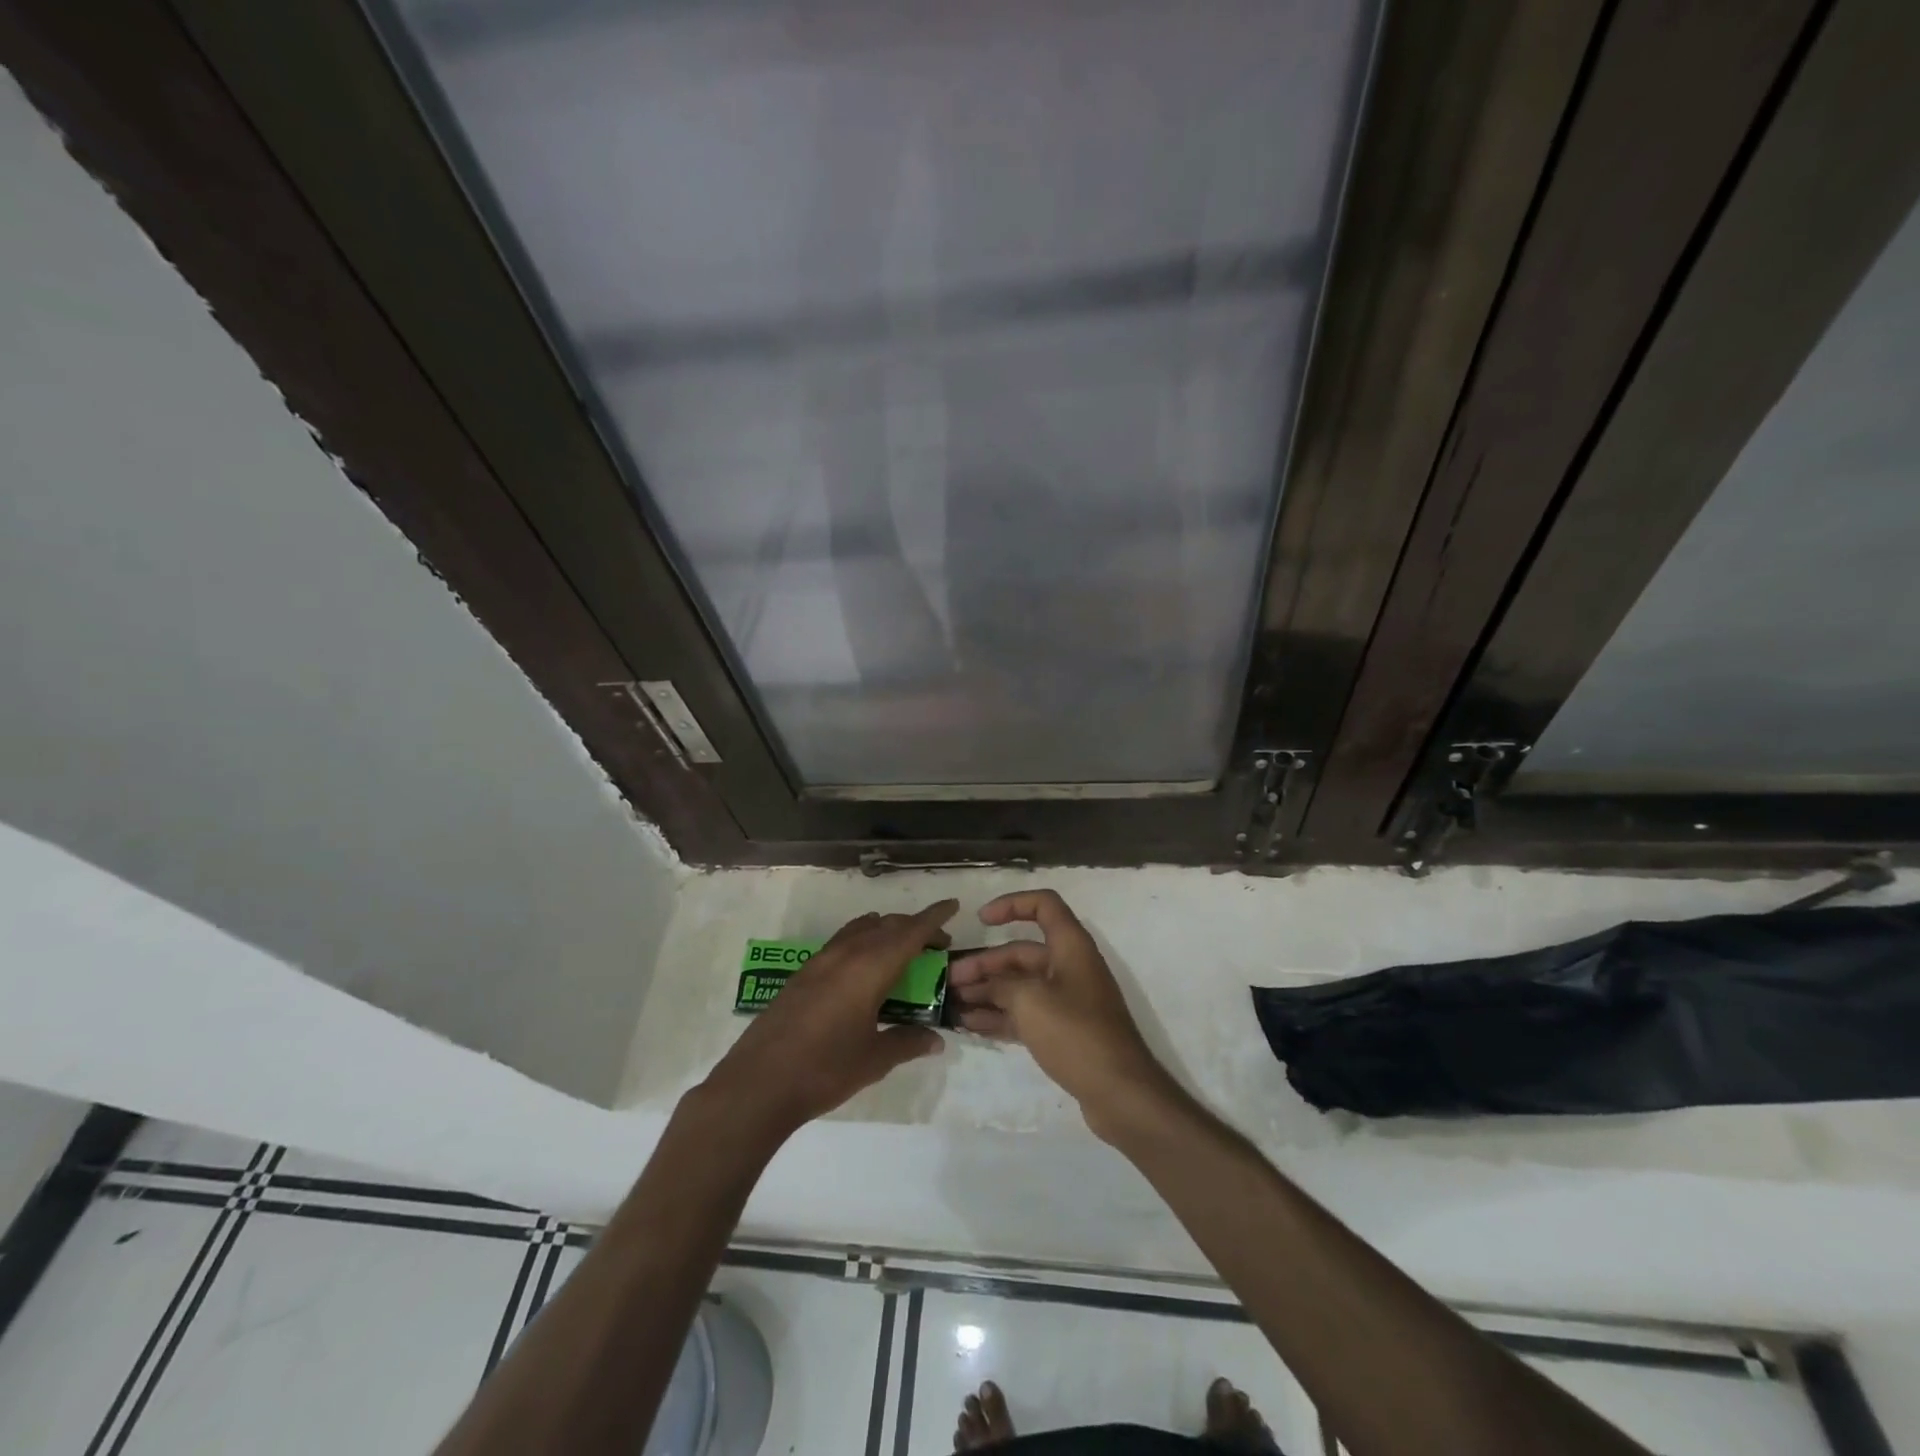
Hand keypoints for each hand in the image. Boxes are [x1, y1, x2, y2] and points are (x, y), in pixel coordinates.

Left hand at [698, 901, 955, 1141]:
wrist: (758, 1084)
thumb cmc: (824, 1070)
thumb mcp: (874, 1059)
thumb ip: (907, 1041)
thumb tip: (935, 1039)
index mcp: (870, 968)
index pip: (910, 931)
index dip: (934, 918)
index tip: (953, 905)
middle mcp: (846, 954)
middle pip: (887, 925)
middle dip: (914, 927)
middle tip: (936, 945)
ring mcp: (820, 961)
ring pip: (861, 929)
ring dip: (886, 931)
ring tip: (902, 952)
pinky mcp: (802, 974)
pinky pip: (842, 942)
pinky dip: (862, 941)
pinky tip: (864, 969)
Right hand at [948, 890, 1175, 1140]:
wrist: (1120, 1092)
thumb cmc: (1076, 1034)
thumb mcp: (1030, 1001)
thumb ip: (1003, 985)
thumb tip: (988, 986)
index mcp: (1070, 946)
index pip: (1043, 905)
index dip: (1011, 904)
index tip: (981, 919)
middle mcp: (1070, 967)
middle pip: (1022, 952)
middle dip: (985, 963)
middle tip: (949, 980)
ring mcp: (1068, 1000)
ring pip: (1021, 985)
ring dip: (988, 991)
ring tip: (953, 1004)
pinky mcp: (1064, 1031)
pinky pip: (1026, 1013)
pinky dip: (1000, 1016)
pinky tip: (971, 1025)